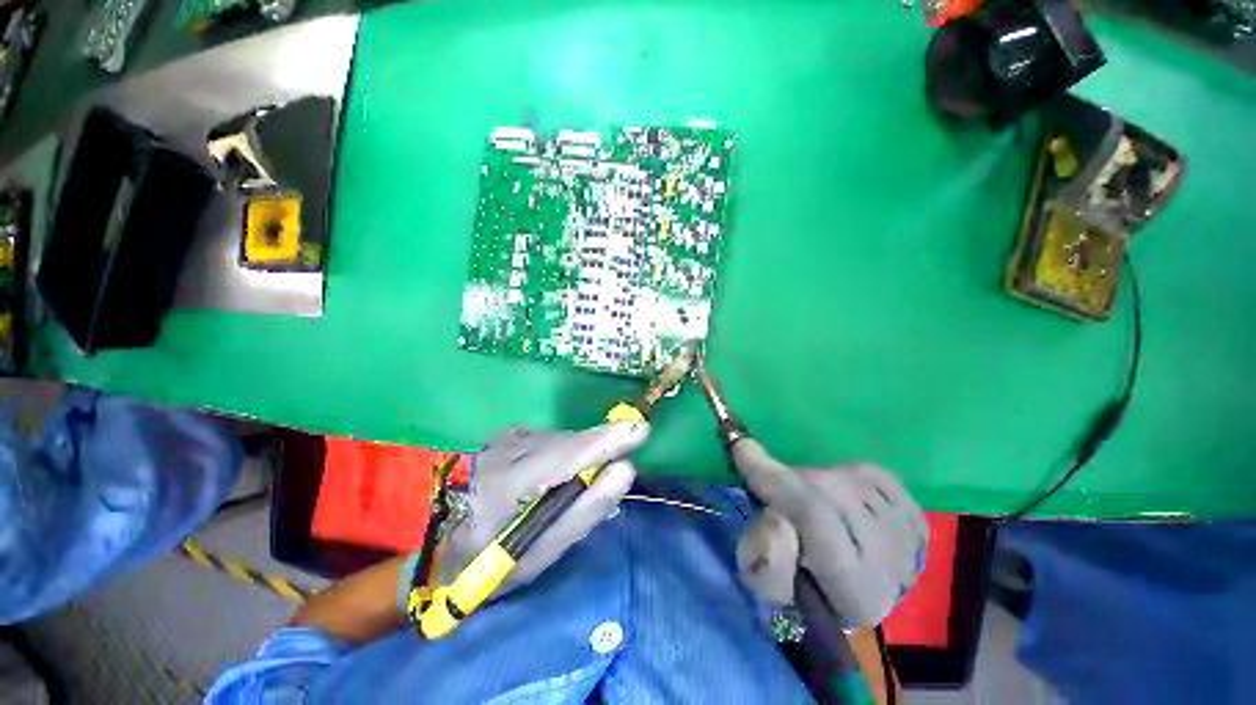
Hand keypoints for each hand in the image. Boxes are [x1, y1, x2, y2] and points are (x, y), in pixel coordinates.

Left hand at [437, 422, 648, 591]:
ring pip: (564, 440)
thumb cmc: (491, 561)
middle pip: (568, 443)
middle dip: (598, 450)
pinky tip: (559, 475)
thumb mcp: (539, 553)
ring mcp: (506, 437)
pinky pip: (556, 439)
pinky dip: (570, 454)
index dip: (601, 443)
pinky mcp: (513, 432)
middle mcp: (504, 450)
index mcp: (503, 486)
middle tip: (618, 463)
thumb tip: (625, 470)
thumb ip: (585, 510)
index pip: (561, 457)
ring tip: (575, 485)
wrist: (445, 542)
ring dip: (583, 455)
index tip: (639, 430)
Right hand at [732, 439, 928, 629]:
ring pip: (853, 478)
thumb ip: (767, 558)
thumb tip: (776, 519)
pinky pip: (876, 475)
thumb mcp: (768, 583)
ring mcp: (910, 542)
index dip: (775, 479)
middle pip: (833, 491)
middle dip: (793, 480)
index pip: (815, 519)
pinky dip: (848, 475)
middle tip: (776, 489)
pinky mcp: (917, 521)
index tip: (742, 448)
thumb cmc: (797, 589)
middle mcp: (891, 569)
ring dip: (817, 479)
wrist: (847, 594)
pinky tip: (837, 493)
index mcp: (850, 593)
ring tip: (806, 497)